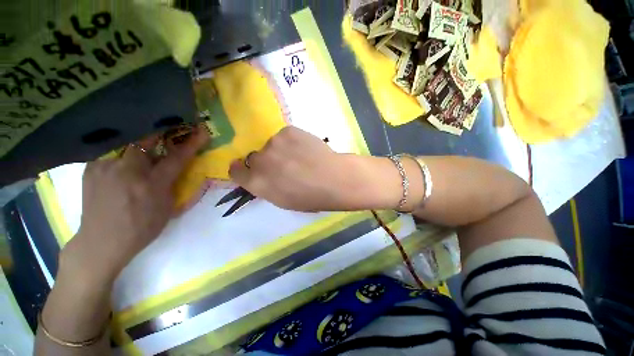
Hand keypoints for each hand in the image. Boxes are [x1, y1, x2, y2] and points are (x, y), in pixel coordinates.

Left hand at [60, 125, 208, 283]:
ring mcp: (105, 167)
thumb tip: (176, 167)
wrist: (101, 241)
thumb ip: (172, 184)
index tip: (203, 132)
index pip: (176, 158)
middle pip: (146, 140)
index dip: (192, 144)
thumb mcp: (167, 208)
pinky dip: (121, 149)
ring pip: (127, 142)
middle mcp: (127, 171)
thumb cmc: (141, 227)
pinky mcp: (90, 167)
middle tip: (169, 127)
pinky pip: (110, 150)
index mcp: (151, 184)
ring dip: (140, 141)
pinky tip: (123, 158)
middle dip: (160, 132)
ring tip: (144, 144)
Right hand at [229, 127, 397, 211]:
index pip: (235, 171)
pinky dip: (292, 141)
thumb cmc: (311, 197)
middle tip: (283, 165)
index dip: (240, 169)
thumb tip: (261, 176)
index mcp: (257, 183)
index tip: (245, 168)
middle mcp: (259, 161)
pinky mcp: (288, 131)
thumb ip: (266, 187)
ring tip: (300, 157)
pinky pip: (285, 136)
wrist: (334, 178)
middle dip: (265, 161)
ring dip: (280, 150)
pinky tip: (306, 148)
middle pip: (253, 157)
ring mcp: (273, 143)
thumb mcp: (283, 200)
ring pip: (271, 145)